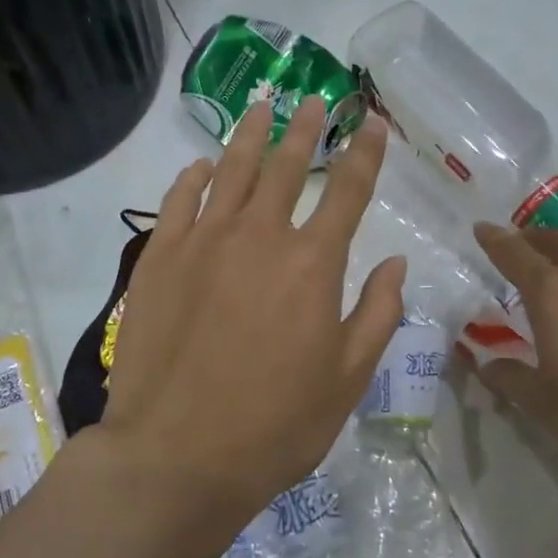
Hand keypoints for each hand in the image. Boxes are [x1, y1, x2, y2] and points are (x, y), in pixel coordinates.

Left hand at [98, 98, 405, 557]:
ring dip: (250, 134)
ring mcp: (203, 241)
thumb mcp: (348, 379)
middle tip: (314, 101)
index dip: (365, 152)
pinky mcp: (159, 258)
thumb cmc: (276, 425)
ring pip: (230, 169)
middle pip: (286, 165)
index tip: (374, 122)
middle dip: (306, 129)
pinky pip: (178, 200)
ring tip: (262, 106)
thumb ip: (378, 313)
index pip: (348, 190)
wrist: (177, 456)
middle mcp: (260, 236)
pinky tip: (201, 164)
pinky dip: (193, 176)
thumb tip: (397, 263)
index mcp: (313, 264)